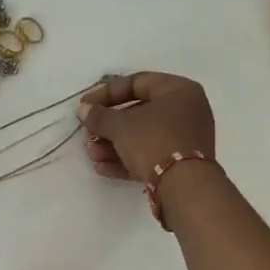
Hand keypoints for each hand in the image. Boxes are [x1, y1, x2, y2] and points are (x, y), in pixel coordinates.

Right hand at [77, 73, 216, 181]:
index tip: (84, 106)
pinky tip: (103, 168)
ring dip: (112, 145)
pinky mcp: (182, 162)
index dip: (105, 93)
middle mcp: (186, 110)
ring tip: (93, 155)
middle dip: (107, 126)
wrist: (184, 185)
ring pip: (142, 135)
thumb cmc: (153, 140)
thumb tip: (84, 110)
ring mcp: (186, 137)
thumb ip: (98, 115)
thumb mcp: (119, 125)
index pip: (135, 83)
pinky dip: (127, 158)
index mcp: (178, 90)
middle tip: (87, 135)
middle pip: (137, 112)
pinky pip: (150, 153)